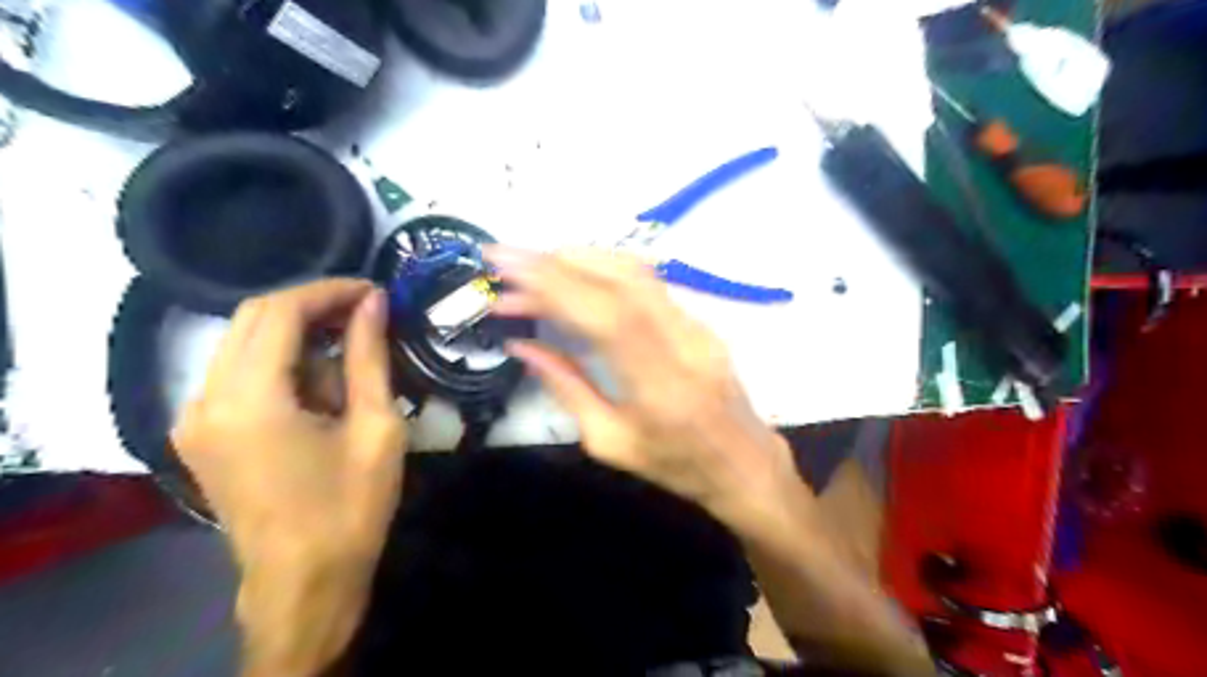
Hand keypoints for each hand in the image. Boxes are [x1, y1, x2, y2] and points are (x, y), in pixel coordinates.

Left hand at [168, 279, 408, 674]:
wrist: (305, 579)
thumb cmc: (351, 506)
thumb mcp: (375, 427)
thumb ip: (369, 357)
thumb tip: (373, 303)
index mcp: (249, 401)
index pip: (280, 312)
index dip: (329, 291)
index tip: (373, 292)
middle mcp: (205, 400)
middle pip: (253, 319)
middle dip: (313, 306)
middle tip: (366, 313)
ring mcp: (195, 418)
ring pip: (244, 343)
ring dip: (298, 335)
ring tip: (351, 355)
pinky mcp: (201, 434)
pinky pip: (238, 373)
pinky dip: (281, 363)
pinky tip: (320, 384)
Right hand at [485, 245, 797, 522]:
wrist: (745, 463)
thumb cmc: (677, 466)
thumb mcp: (612, 443)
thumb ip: (567, 389)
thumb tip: (524, 346)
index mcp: (661, 387)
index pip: (607, 316)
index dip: (556, 284)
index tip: (508, 266)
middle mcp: (684, 344)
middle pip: (621, 281)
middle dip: (559, 262)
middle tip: (509, 261)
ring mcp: (697, 326)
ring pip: (637, 272)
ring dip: (581, 260)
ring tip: (534, 266)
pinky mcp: (698, 320)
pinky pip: (647, 282)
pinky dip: (603, 269)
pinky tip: (575, 275)